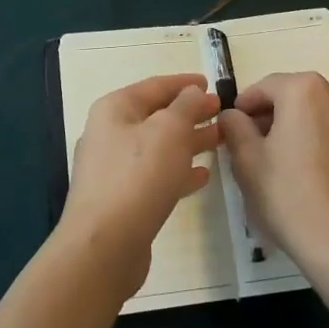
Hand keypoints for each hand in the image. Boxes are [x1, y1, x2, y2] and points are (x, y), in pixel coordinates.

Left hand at [60, 74, 220, 297]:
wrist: (105, 245)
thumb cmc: (139, 175)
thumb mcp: (170, 130)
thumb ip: (186, 106)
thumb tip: (192, 92)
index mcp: (115, 109)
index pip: (155, 86)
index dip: (184, 83)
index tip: (211, 84)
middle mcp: (109, 134)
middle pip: (156, 117)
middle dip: (190, 114)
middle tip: (222, 114)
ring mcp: (113, 169)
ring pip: (158, 147)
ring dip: (189, 143)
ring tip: (220, 142)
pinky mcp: (122, 200)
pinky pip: (155, 176)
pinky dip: (178, 172)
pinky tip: (202, 176)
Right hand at [218, 73, 328, 285]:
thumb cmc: (289, 195)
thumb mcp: (247, 160)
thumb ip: (235, 127)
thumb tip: (232, 115)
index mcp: (306, 90)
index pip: (266, 87)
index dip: (244, 105)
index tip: (231, 126)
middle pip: (295, 97)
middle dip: (271, 116)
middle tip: (250, 145)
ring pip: (317, 115)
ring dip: (296, 128)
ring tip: (278, 161)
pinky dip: (318, 142)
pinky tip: (306, 172)